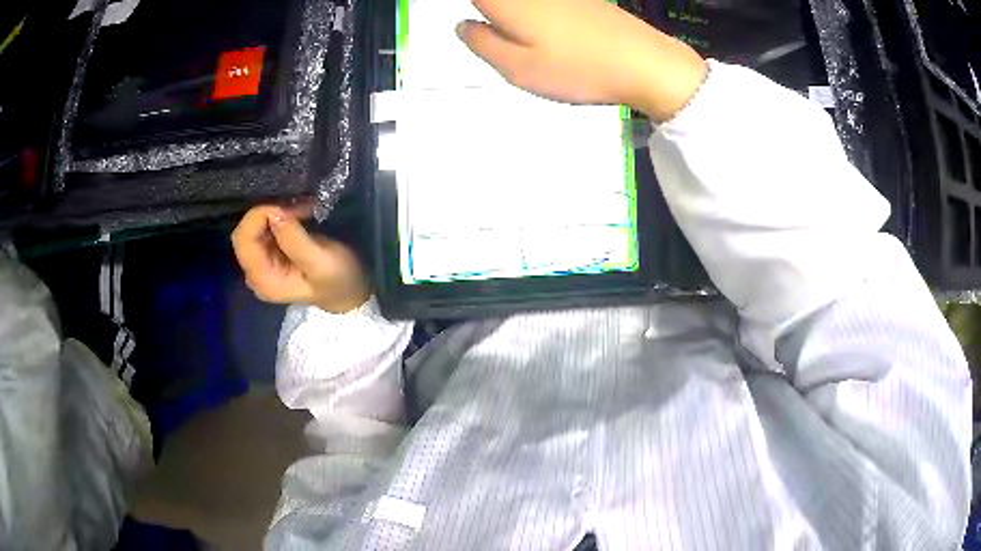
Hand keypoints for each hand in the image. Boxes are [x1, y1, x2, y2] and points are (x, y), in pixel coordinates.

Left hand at [231, 205, 369, 313]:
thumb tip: (274, 213)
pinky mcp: (270, 256)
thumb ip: (294, 240)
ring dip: (277, 213)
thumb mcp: (321, 261)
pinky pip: (265, 230)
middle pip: (245, 233)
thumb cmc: (338, 281)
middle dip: (269, 213)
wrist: (350, 295)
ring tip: (304, 210)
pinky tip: (300, 215)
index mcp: (263, 279)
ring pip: (254, 228)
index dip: (259, 216)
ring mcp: (261, 265)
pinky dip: (280, 217)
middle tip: (299, 207)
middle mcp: (255, 273)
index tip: (287, 209)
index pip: (243, 240)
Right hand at [456, 0, 706, 120]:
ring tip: (529, 47)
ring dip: (514, 17)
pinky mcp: (583, 0)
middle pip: (498, 0)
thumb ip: (482, 44)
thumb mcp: (517, 68)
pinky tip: (552, 38)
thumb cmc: (577, 68)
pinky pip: (547, 5)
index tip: (481, 30)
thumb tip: (464, 26)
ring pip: (524, 4)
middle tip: (495, 35)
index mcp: (508, 2)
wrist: (644, 63)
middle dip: (492, 14)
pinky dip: (537, 15)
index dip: (476, 10)